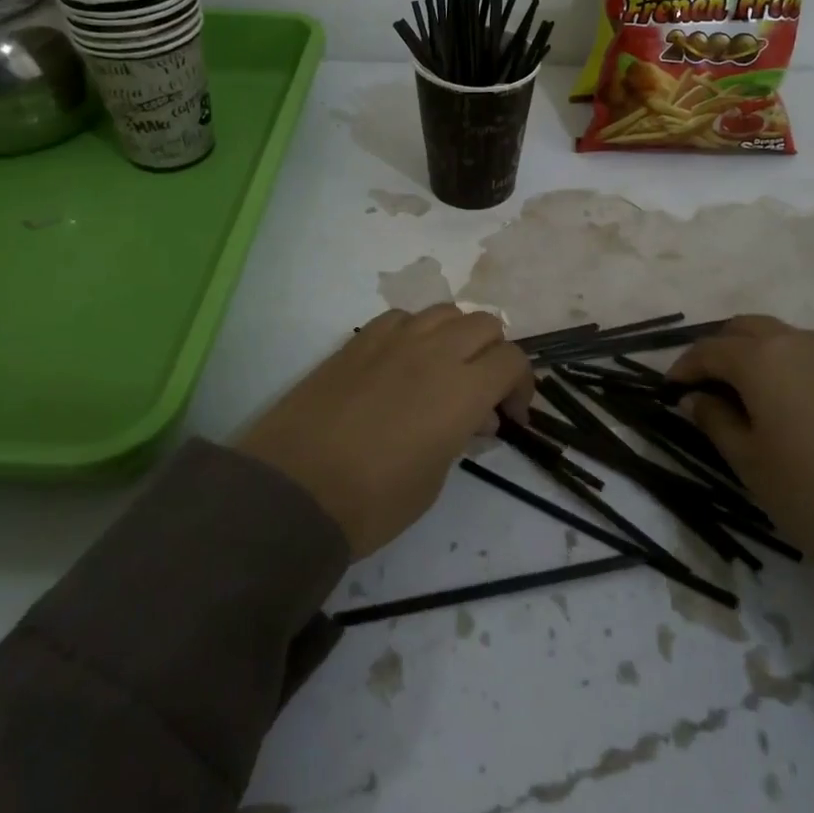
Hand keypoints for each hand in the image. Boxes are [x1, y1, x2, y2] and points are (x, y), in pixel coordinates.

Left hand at [233, 305, 533, 558]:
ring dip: (457, 336)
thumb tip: (475, 416)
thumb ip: (462, 434)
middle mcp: (435, 351)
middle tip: (481, 392)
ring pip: (445, 311)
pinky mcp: (358, 340)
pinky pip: (402, 317)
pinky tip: (402, 362)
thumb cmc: (373, 500)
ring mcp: (393, 339)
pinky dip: (415, 332)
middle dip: (493, 355)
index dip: (521, 386)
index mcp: (462, 389)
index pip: (512, 361)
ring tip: (443, 371)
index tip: (509, 416)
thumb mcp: (435, 478)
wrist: (293, 491)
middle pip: (485, 324)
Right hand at [669, 316, 813, 595]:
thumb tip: (696, 398)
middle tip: (702, 389)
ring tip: (739, 396)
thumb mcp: (752, 465)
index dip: (683, 368)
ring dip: (749, 354)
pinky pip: (804, 352)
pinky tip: (780, 402)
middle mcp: (796, 342)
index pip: (708, 350)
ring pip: (776, 337)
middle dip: (716, 351)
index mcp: (762, 359)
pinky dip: (779, 363)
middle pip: (742, 329)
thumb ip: (716, 422)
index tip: (669, 392)